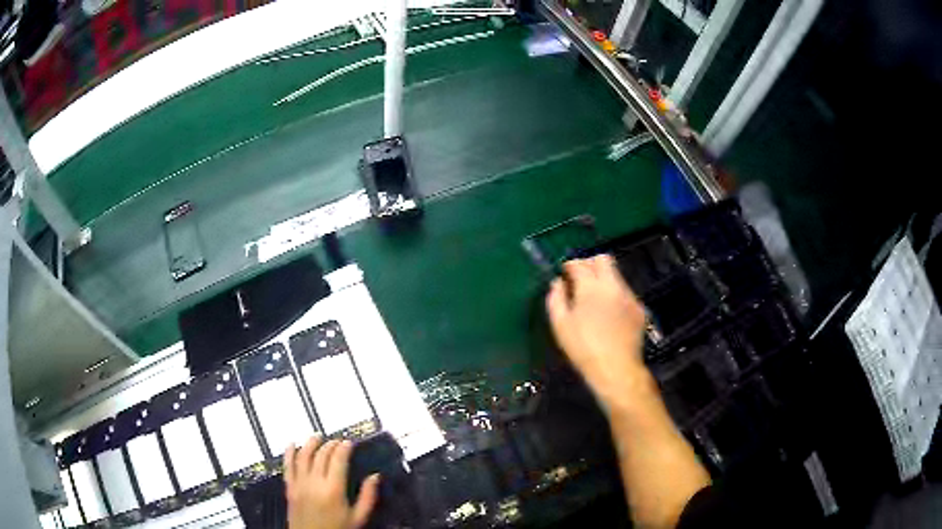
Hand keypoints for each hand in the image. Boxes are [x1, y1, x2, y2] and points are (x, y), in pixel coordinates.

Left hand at [285, 436, 379, 528]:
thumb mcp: (358, 517)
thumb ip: (368, 496)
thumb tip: (375, 477)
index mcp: (333, 490)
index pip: (338, 460)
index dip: (344, 448)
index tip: (348, 442)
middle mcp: (314, 483)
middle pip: (321, 455)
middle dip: (330, 444)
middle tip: (337, 441)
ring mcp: (300, 484)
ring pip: (303, 456)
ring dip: (311, 443)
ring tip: (317, 437)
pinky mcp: (289, 488)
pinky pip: (287, 466)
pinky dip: (289, 453)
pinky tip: (292, 444)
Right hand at [546, 254, 651, 409]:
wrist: (616, 368)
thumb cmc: (583, 348)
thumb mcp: (560, 325)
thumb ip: (556, 298)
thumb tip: (557, 283)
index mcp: (590, 287)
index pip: (580, 263)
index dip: (570, 265)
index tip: (565, 273)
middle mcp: (612, 285)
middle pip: (603, 259)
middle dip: (590, 263)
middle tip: (581, 279)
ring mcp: (629, 296)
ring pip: (617, 275)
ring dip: (604, 280)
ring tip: (595, 300)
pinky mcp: (639, 308)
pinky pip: (625, 293)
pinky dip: (615, 296)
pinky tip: (610, 314)